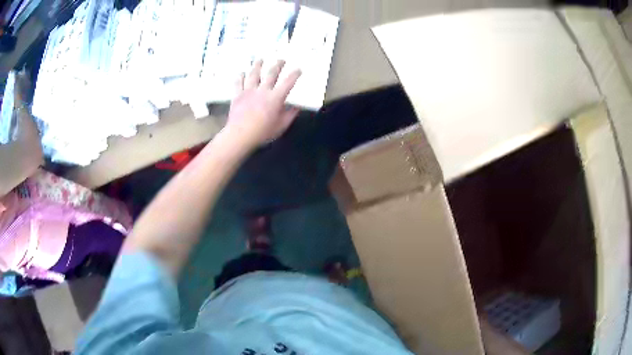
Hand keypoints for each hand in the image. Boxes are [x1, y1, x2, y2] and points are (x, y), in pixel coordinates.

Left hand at [224, 60, 301, 148]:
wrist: (240, 135)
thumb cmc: (262, 132)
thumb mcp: (281, 126)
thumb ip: (290, 115)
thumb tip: (297, 107)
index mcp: (275, 98)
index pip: (288, 82)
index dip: (294, 75)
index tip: (299, 69)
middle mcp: (263, 90)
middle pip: (271, 74)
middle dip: (277, 65)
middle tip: (281, 60)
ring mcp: (249, 91)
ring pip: (253, 75)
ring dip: (258, 66)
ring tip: (260, 59)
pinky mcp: (237, 95)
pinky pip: (238, 83)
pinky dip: (240, 77)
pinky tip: (241, 73)